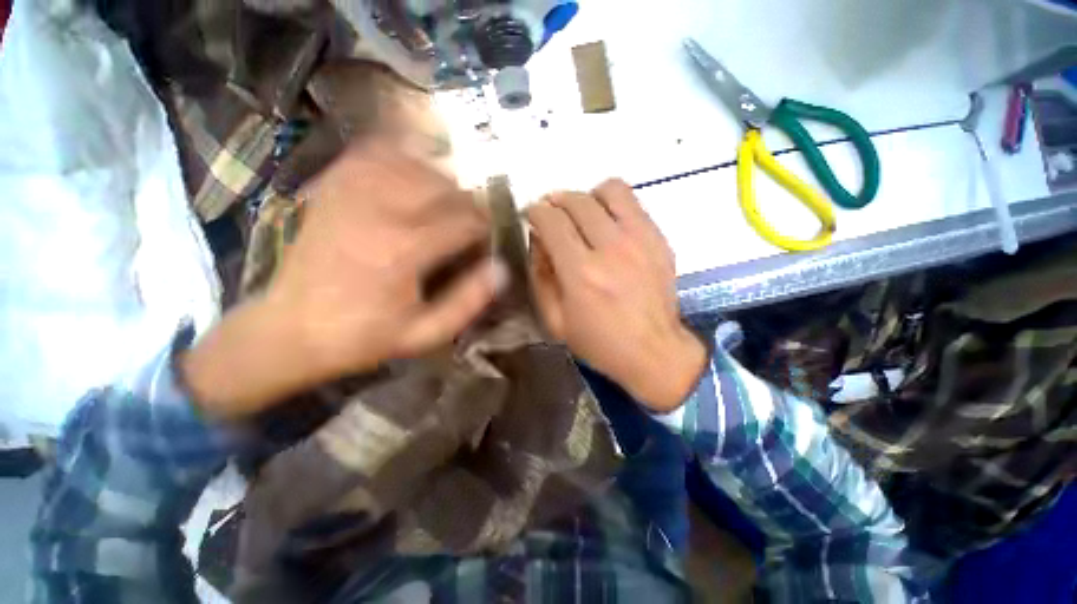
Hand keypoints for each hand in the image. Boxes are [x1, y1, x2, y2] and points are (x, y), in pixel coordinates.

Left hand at [181, 141, 506, 418]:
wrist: (288, 330)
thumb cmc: (362, 337)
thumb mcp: (424, 334)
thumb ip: (468, 302)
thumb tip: (501, 268)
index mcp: (402, 251)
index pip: (464, 220)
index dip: (485, 225)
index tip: (491, 234)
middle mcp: (377, 211)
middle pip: (442, 186)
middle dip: (469, 200)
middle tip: (476, 219)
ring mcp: (349, 193)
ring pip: (413, 163)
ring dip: (442, 177)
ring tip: (452, 197)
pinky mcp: (331, 187)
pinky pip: (373, 152)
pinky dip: (400, 152)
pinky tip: (414, 166)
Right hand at [527, 180, 705, 411]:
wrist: (654, 351)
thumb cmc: (599, 342)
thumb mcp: (555, 320)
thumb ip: (540, 276)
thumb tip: (538, 240)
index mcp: (581, 273)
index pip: (552, 221)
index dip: (536, 212)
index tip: (532, 215)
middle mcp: (611, 249)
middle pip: (578, 201)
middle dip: (556, 200)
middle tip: (552, 213)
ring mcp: (640, 240)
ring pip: (609, 190)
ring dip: (588, 196)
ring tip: (582, 212)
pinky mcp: (659, 239)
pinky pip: (633, 203)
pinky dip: (613, 204)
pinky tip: (607, 223)